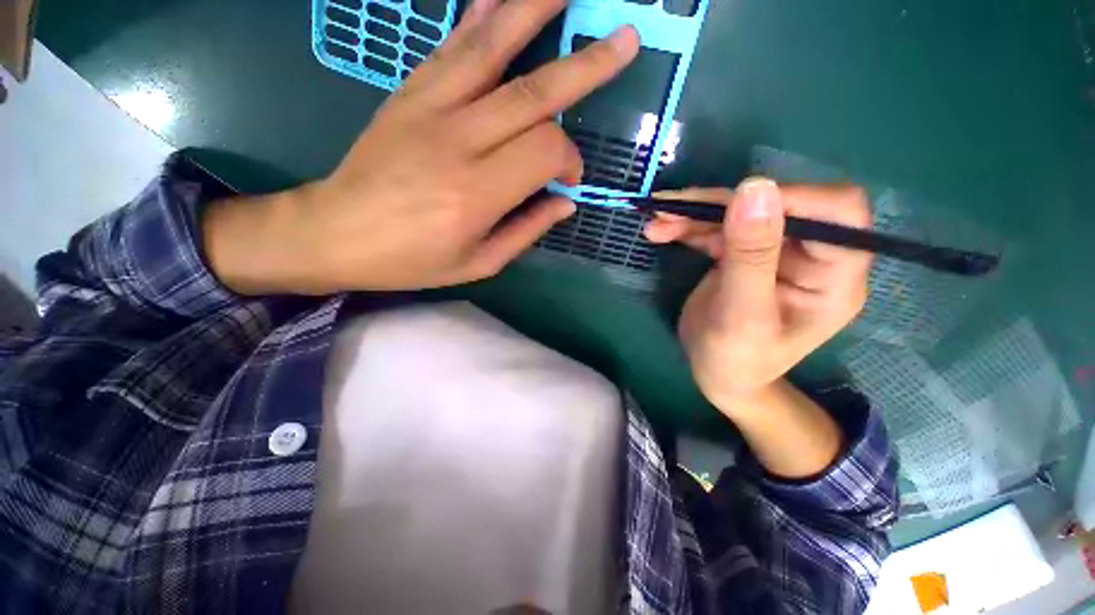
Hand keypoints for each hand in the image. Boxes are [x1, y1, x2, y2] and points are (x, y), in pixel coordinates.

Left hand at [205, 0, 639, 294]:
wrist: (336, 233)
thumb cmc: (412, 260)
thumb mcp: (478, 263)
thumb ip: (526, 231)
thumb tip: (564, 203)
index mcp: (477, 194)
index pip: (544, 152)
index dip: (568, 160)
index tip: (569, 178)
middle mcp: (458, 143)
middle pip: (533, 94)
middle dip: (585, 67)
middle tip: (625, 41)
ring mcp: (429, 109)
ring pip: (492, 49)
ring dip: (534, 11)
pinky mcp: (408, 94)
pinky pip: (451, 47)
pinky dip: (481, 17)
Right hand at [644, 178, 871, 409]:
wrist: (717, 376)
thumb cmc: (737, 360)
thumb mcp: (742, 316)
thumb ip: (750, 257)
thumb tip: (756, 187)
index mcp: (835, 276)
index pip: (838, 213)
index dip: (790, 197)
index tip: (733, 203)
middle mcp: (810, 256)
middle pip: (776, 205)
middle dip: (721, 204)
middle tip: (670, 209)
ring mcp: (773, 252)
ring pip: (739, 212)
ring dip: (695, 214)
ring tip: (655, 222)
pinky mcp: (742, 254)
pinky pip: (718, 228)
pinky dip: (687, 227)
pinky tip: (659, 230)